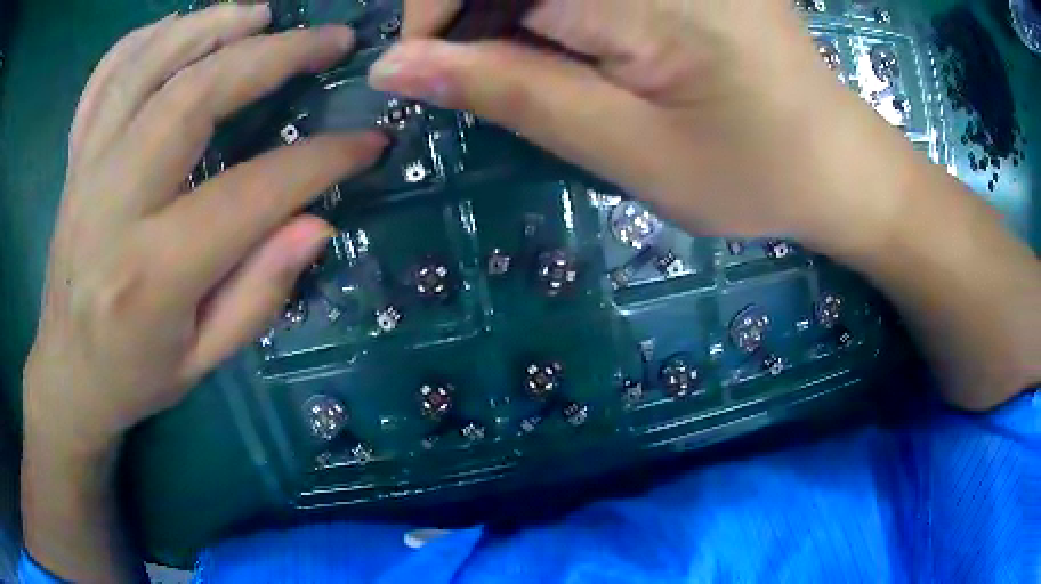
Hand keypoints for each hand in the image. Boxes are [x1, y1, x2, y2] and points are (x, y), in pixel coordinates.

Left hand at [23, 4, 386, 454]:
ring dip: (210, 26)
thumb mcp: (204, 361)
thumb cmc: (136, 377)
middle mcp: (112, 207)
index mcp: (152, 274)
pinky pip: (104, 79)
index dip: (319, 161)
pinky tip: (180, 27)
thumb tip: (317, 222)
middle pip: (192, 96)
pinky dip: (144, 39)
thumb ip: (259, 294)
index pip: (249, 193)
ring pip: (146, 67)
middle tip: (329, 40)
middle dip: (272, 56)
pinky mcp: (74, 161)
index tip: (368, 140)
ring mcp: (85, 173)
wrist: (68, 375)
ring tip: (262, 14)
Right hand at [372, 0, 916, 256]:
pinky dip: (557, 11)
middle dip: (477, 12)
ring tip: (552, 67)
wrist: (836, 164)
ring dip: (517, 14)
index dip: (437, 11)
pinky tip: (582, 43)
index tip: (429, 68)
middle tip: (492, 73)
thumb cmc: (753, 173)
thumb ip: (509, 91)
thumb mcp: (624, 147)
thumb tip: (395, 65)